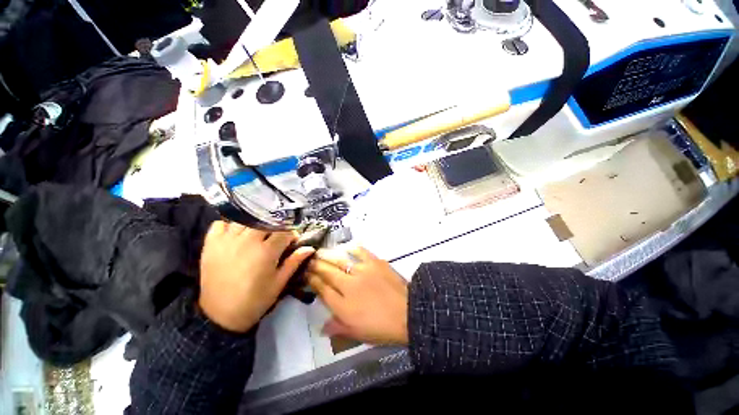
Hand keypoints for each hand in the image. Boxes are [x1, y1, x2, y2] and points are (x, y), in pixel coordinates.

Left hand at [198, 221, 314, 332]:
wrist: (221, 316)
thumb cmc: (255, 300)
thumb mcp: (279, 282)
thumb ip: (294, 262)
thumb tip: (310, 248)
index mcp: (266, 252)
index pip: (284, 231)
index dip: (291, 234)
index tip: (292, 240)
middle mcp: (247, 241)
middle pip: (265, 221)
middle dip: (274, 227)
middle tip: (275, 237)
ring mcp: (226, 241)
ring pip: (244, 219)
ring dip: (254, 224)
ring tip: (257, 234)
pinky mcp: (210, 244)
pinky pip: (220, 224)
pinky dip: (229, 225)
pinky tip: (236, 233)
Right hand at [306, 247, 408, 344]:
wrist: (408, 313)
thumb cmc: (382, 327)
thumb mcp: (358, 334)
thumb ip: (338, 328)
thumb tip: (322, 328)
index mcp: (343, 306)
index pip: (322, 290)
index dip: (312, 281)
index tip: (306, 274)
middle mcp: (349, 286)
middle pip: (327, 272)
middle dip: (315, 265)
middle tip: (308, 259)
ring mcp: (362, 271)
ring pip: (340, 260)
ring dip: (328, 255)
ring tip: (320, 251)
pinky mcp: (375, 262)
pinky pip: (360, 252)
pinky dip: (352, 248)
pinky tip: (347, 247)